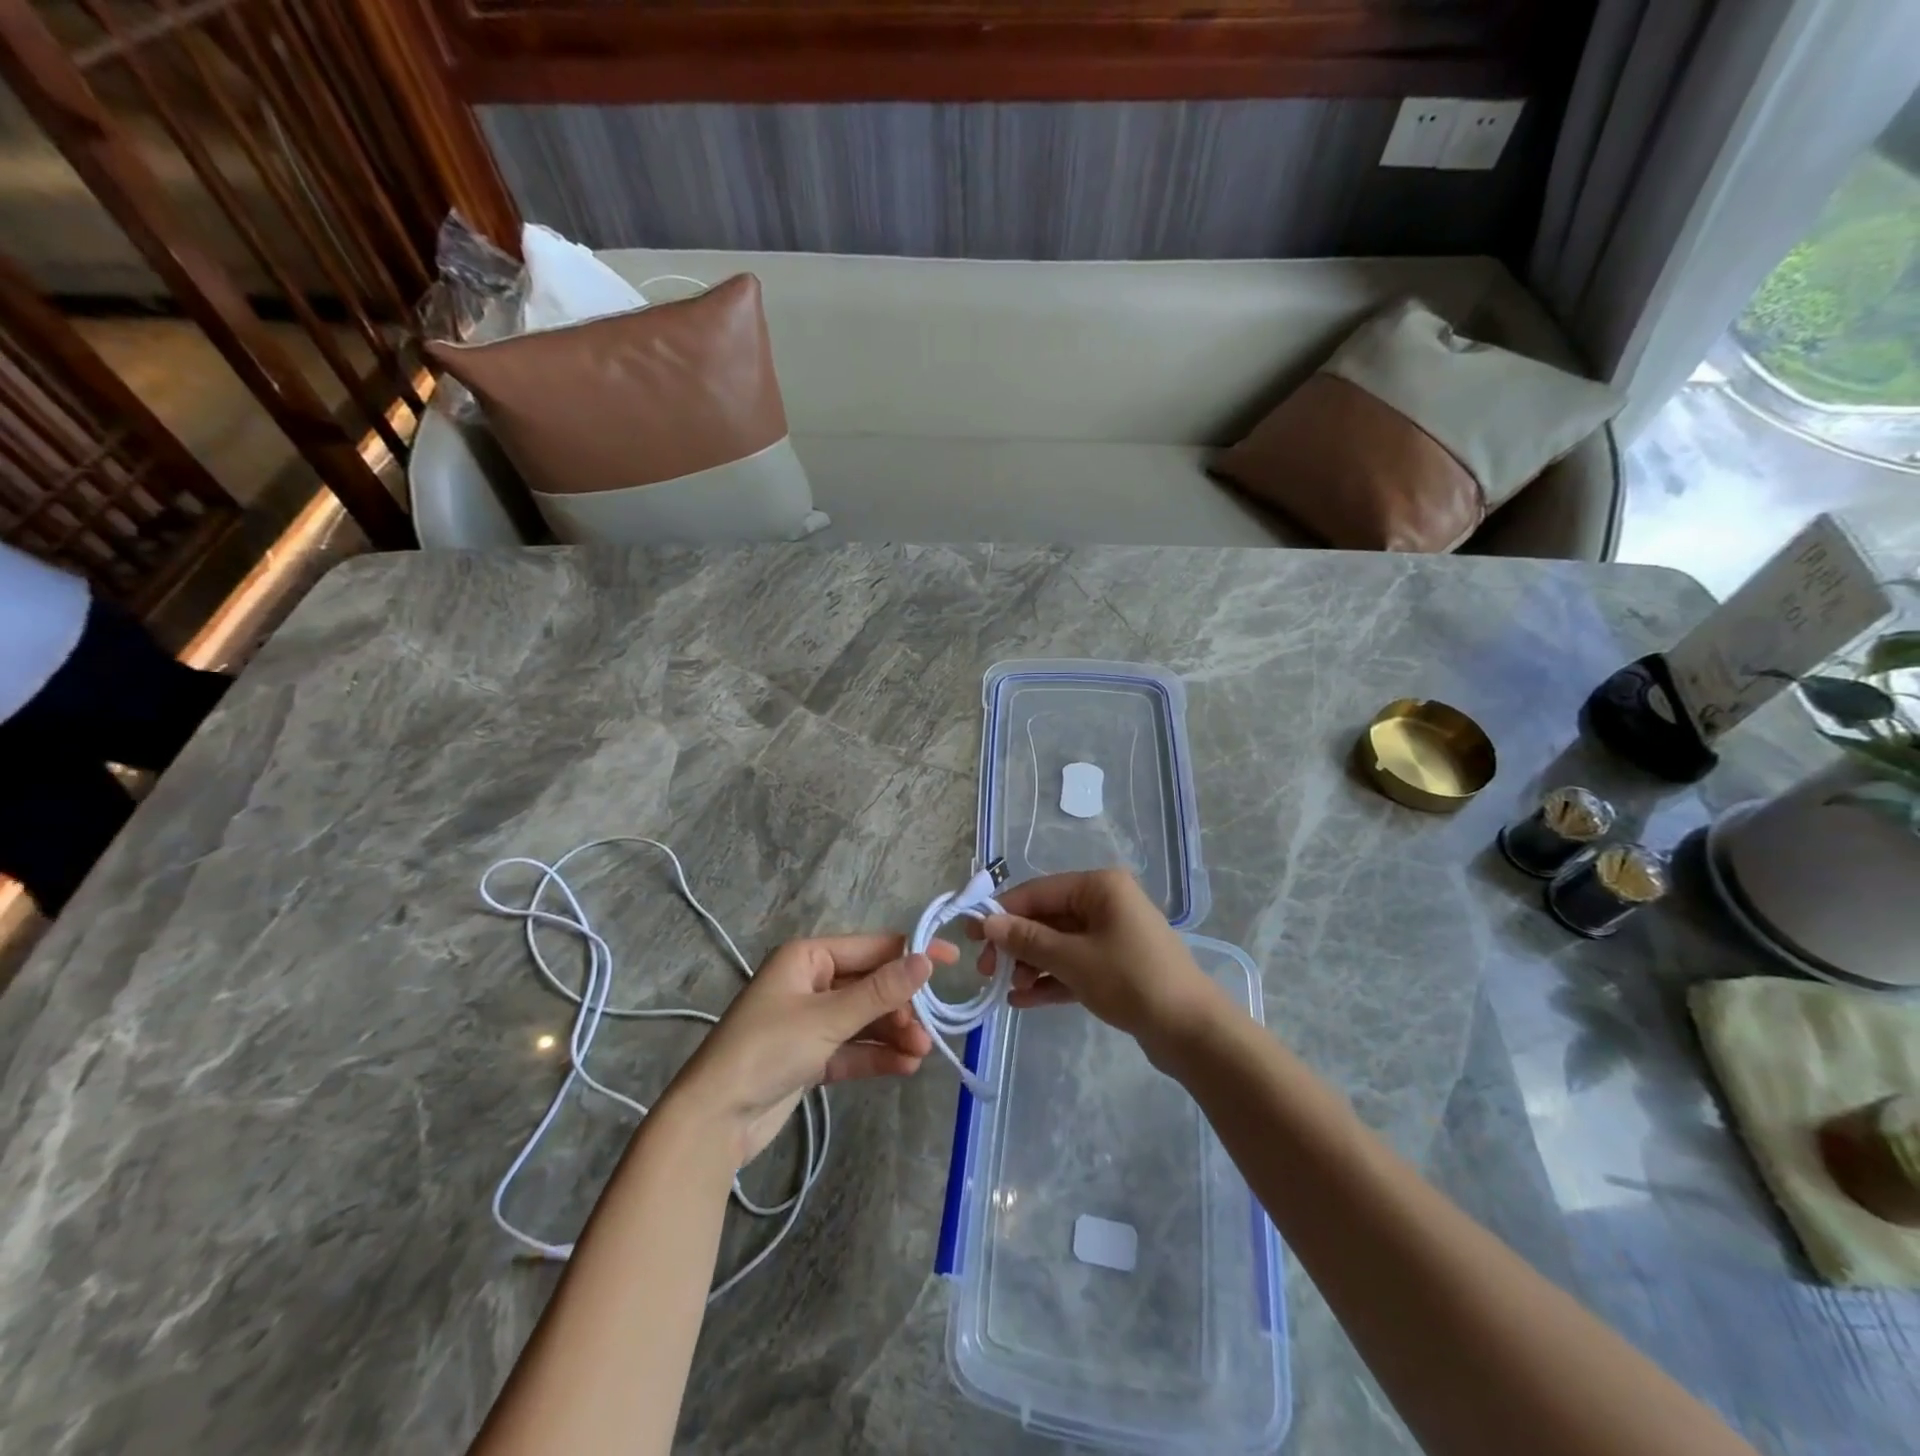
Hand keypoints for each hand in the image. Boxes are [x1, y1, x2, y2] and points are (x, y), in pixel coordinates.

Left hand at [663, 934, 955, 1167]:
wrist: (714, 1119)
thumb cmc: (768, 1049)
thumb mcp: (828, 1017)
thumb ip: (880, 991)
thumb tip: (926, 959)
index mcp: (808, 957)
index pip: (871, 948)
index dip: (911, 953)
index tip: (952, 960)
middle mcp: (810, 982)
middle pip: (870, 986)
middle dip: (900, 1007)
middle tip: (928, 1030)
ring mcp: (810, 1020)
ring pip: (864, 1019)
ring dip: (893, 1033)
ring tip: (921, 1053)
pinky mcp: (810, 1056)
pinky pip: (852, 1047)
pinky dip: (876, 1054)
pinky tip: (905, 1066)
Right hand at [975, 868, 1234, 1060]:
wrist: (1192, 1031)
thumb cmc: (1131, 980)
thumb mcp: (1072, 959)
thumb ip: (1027, 940)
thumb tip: (988, 923)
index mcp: (1099, 887)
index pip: (1039, 891)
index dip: (1003, 912)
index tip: (972, 936)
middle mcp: (1106, 903)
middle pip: (1047, 918)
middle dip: (1016, 944)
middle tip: (987, 971)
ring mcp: (1112, 935)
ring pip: (1059, 943)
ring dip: (1031, 965)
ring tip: (1006, 991)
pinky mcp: (1117, 965)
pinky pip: (1074, 965)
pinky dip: (1051, 979)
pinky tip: (1024, 1001)